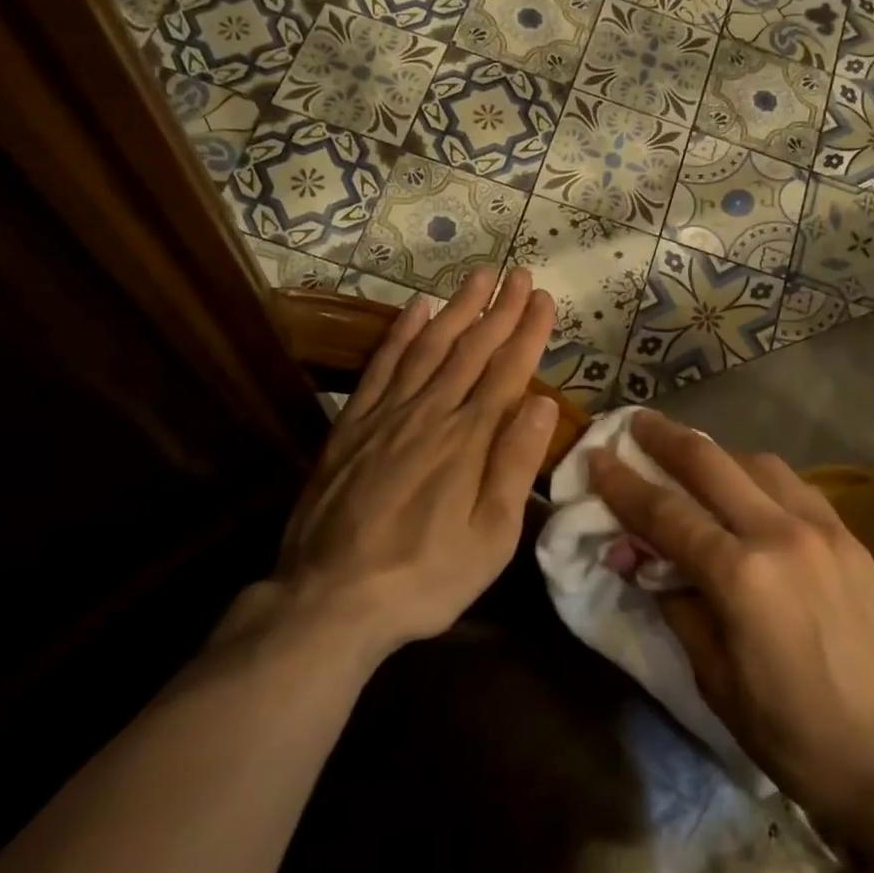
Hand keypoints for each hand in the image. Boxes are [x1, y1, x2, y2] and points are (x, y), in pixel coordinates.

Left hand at [270, 267, 558, 661]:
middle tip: (518, 273)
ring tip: (477, 277)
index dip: (528, 331)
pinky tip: (416, 310)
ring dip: (457, 309)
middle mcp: (430, 413)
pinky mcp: (352, 425)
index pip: (508, 371)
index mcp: (469, 440)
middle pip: (471, 349)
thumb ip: (515, 464)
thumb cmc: (425, 577)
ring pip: (429, 346)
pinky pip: (381, 366)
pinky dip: (401, 334)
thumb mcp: (490, 537)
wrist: (331, 599)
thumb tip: (542, 402)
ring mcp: (386, 415)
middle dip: (499, 309)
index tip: (542, 298)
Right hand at [588, 410, 873, 830]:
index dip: (623, 484)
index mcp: (741, 576)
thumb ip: (677, 607)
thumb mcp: (716, 681)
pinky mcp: (850, 537)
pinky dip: (760, 476)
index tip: (596, 457)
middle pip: (710, 463)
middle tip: (636, 422)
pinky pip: (794, 486)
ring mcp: (822, 529)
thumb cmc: (796, 736)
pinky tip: (749, 491)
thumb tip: (642, 561)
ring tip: (692, 459)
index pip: (665, 514)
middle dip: (666, 438)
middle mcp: (780, 534)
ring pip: (757, 463)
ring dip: (716, 454)